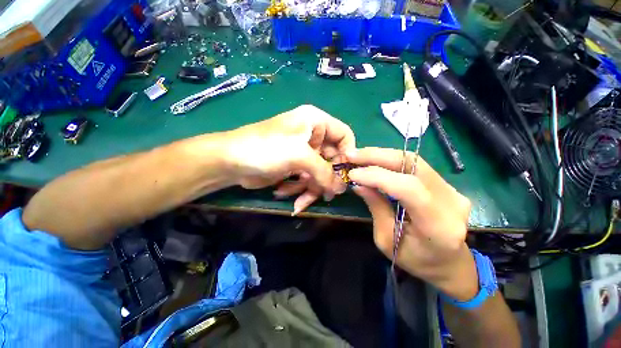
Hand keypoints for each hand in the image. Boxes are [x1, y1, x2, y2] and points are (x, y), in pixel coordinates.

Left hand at [224, 105, 355, 214]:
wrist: (231, 161)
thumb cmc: (266, 149)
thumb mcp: (299, 156)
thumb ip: (325, 172)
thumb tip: (341, 188)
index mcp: (316, 122)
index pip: (344, 135)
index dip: (348, 154)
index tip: (345, 174)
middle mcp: (312, 135)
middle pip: (332, 159)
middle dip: (327, 179)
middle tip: (325, 195)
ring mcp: (304, 153)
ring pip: (320, 173)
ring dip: (310, 188)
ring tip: (299, 200)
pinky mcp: (295, 166)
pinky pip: (307, 180)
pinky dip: (299, 190)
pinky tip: (284, 193)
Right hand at [346, 147, 477, 299]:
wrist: (450, 264)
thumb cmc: (416, 260)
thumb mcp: (387, 240)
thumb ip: (376, 208)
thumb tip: (359, 184)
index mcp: (438, 227)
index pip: (408, 189)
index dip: (378, 177)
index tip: (353, 174)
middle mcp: (451, 202)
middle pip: (413, 165)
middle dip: (377, 156)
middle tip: (352, 155)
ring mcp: (452, 190)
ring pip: (414, 160)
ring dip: (382, 155)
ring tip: (359, 156)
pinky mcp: (446, 184)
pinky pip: (415, 165)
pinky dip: (390, 160)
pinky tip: (374, 161)